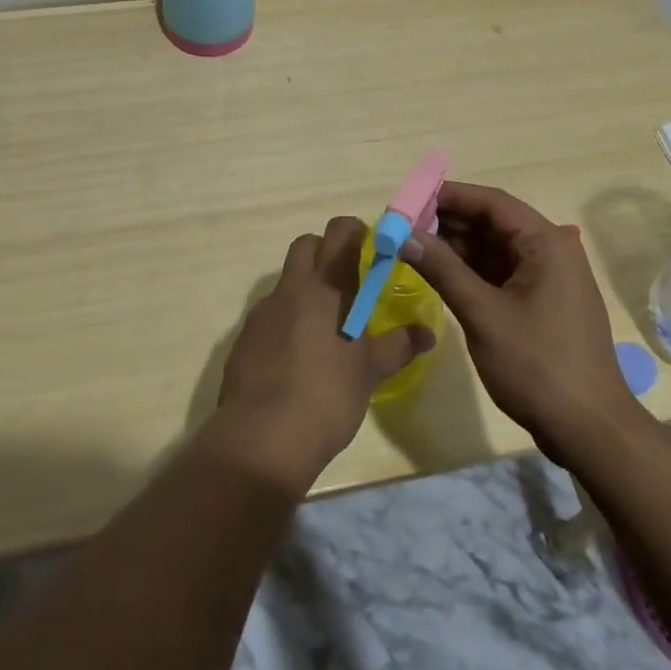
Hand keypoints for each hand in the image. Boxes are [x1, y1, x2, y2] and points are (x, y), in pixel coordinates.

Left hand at [215, 216, 435, 491]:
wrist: (262, 438)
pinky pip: (270, 314)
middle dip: (326, 252)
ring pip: (286, 280)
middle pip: (306, 245)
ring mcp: (262, 311)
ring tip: (327, 328)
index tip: (372, 249)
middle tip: (349, 283)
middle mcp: (291, 288)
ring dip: (305, 289)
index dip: (356, 231)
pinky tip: (298, 357)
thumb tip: (426, 333)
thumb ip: (398, 346)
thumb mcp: (369, 372)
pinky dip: (286, 321)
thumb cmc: (326, 396)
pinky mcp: (244, 338)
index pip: (340, 231)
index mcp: (325, 286)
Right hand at [400, 182, 647, 457]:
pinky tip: (440, 273)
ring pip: (495, 248)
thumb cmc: (538, 365)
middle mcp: (550, 251)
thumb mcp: (483, 314)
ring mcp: (548, 278)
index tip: (411, 199)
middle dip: (449, 222)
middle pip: (493, 222)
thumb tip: (403, 234)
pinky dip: (471, 270)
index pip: (493, 202)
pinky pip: (501, 272)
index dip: (450, 196)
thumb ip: (442, 269)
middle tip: (405, 226)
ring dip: (457, 246)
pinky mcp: (541, 302)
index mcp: (546, 243)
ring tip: (414, 247)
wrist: (589, 430)